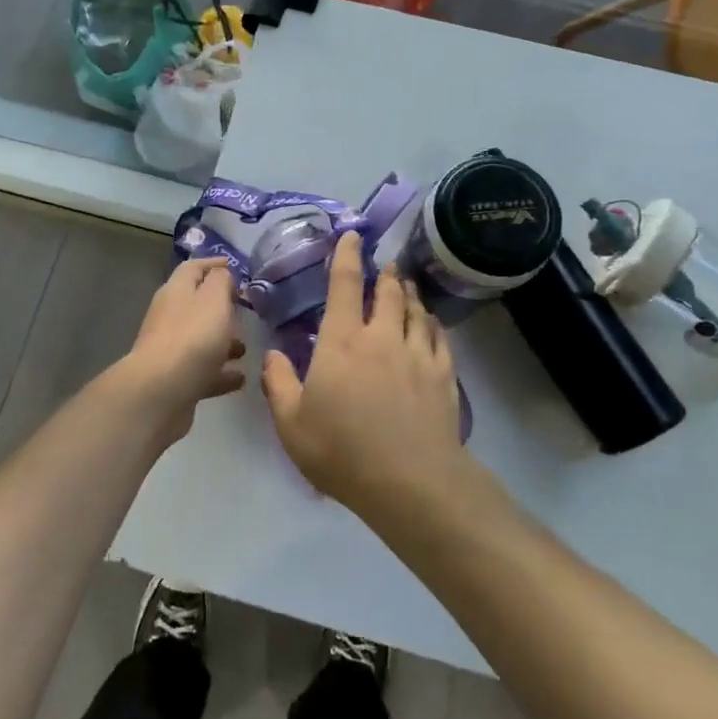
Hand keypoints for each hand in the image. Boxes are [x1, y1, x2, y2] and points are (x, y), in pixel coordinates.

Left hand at [123, 258, 245, 421]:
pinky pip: (203, 370)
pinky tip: (240, 378)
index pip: (193, 268)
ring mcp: (171, 349)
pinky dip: (221, 372)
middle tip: (245, 310)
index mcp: (176, 291)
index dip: (213, 263)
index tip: (233, 265)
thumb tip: (221, 274)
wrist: (162, 392)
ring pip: (201, 339)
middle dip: (221, 306)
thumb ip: (221, 281)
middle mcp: (170, 316)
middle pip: (197, 304)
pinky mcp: (176, 378)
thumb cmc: (193, 337)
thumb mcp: (214, 299)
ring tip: (246, 348)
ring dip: (223, 341)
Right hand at [261, 232, 463, 513]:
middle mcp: (382, 337)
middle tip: (386, 264)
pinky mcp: (443, 375)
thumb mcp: (291, 424)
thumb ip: (278, 384)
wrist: (411, 482)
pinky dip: (432, 323)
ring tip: (406, 285)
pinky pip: (439, 337)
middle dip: (385, 274)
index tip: (352, 236)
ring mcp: (417, 354)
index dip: (346, 257)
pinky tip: (430, 322)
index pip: (344, 286)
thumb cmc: (342, 452)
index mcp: (342, 342)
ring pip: (415, 310)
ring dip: (409, 294)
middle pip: (387, 292)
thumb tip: (273, 354)